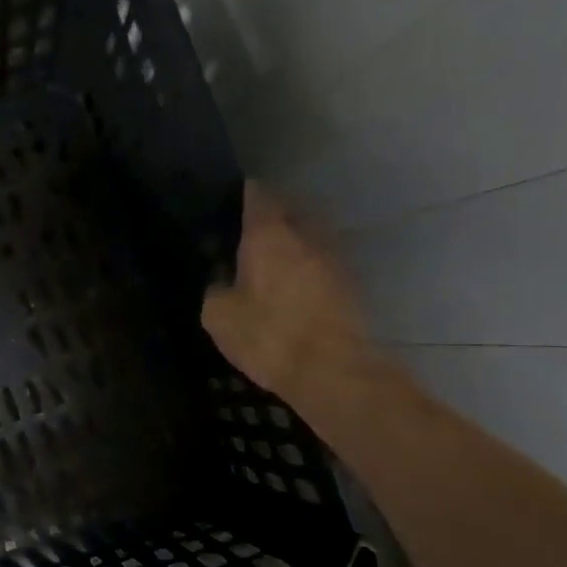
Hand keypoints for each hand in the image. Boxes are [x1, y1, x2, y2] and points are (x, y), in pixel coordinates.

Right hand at [201, 181, 377, 399]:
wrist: (333, 373)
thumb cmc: (269, 336)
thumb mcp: (219, 316)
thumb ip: (216, 290)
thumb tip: (222, 284)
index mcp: (269, 234)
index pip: (258, 195)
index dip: (244, 194)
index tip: (230, 200)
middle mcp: (306, 236)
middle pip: (289, 213)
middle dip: (270, 220)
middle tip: (247, 237)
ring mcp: (334, 260)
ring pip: (309, 240)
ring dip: (292, 247)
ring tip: (270, 265)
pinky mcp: (351, 287)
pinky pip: (321, 267)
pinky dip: (306, 271)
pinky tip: (291, 291)